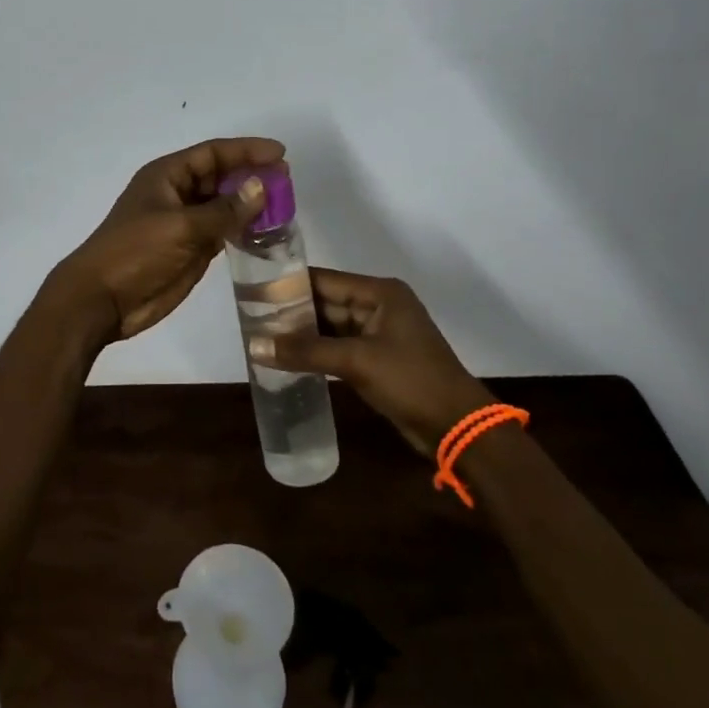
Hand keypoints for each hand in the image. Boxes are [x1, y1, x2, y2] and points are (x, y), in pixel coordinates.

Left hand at [46, 137, 284, 343]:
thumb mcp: (181, 226)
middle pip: (220, 177)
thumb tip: (261, 188)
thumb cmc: (136, 252)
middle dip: (252, 175)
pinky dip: (244, 229)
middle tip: (287, 181)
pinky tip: (267, 231)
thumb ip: (224, 210)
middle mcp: (177, 194)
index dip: (246, 150)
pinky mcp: (191, 249)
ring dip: (250, 204)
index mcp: (167, 176)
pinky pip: (223, 231)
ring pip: (224, 205)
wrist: (103, 300)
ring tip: (284, 205)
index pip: (212, 153)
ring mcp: (184, 223)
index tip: (280, 153)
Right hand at [250, 269, 492, 457]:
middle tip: (251, 316)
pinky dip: (316, 352)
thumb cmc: (411, 380)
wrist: (457, 427)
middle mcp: (379, 306)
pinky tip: (288, 358)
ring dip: (302, 334)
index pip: (325, 280)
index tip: (253, 289)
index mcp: (380, 293)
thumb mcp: (356, 362)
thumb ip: (305, 351)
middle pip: (326, 302)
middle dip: (292, 311)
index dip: (290, 284)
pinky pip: (339, 347)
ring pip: (331, 327)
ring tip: (262, 336)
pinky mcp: (377, 359)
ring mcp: (379, 333)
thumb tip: (254, 345)